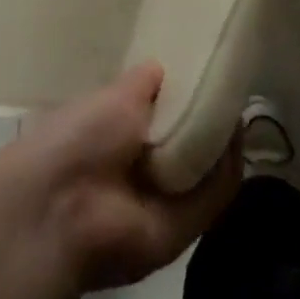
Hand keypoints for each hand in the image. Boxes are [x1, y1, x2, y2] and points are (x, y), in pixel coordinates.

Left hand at [0, 63, 239, 294]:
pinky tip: (236, 137)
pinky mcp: (183, 231)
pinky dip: (226, 171)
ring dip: (222, 144)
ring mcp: (162, 204)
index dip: (180, 99)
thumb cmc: (79, 137)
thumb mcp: (114, 97)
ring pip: (205, 172)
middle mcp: (140, 173)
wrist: (62, 207)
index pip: (158, 119)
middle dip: (205, 121)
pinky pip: (214, 198)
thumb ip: (143, 83)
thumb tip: (164, 67)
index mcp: (117, 140)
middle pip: (186, 146)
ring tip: (237, 107)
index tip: (202, 75)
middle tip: (228, 91)